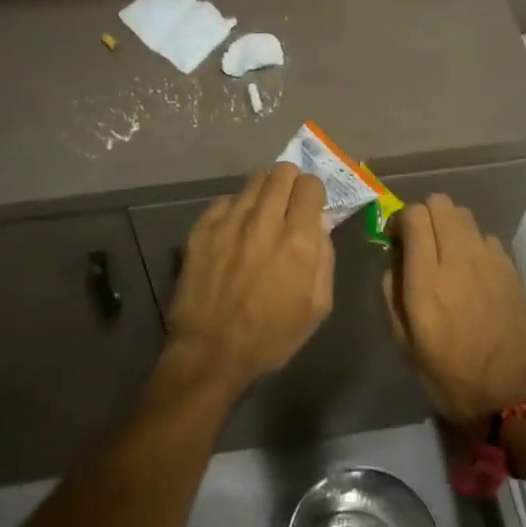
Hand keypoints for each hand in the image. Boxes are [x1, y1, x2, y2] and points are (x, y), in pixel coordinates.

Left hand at [167, 163, 333, 393]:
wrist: (211, 353)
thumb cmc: (272, 337)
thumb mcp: (318, 306)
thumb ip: (324, 258)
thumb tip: (319, 224)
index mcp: (298, 241)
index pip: (310, 185)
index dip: (313, 191)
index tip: (310, 203)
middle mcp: (264, 222)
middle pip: (281, 173)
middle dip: (290, 181)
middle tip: (288, 200)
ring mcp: (229, 222)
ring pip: (252, 181)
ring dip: (263, 191)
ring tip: (262, 210)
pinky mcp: (201, 229)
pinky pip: (224, 201)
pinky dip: (234, 208)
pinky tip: (234, 228)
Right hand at [384, 195, 525, 423]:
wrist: (510, 397)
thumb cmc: (448, 375)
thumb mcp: (403, 341)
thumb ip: (391, 291)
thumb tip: (394, 257)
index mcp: (427, 280)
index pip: (414, 216)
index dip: (400, 221)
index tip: (396, 241)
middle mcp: (459, 260)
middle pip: (441, 203)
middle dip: (425, 215)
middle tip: (421, 243)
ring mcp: (490, 261)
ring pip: (465, 214)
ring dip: (450, 226)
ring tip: (448, 255)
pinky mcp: (511, 269)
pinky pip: (486, 236)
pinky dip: (474, 243)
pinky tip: (473, 272)